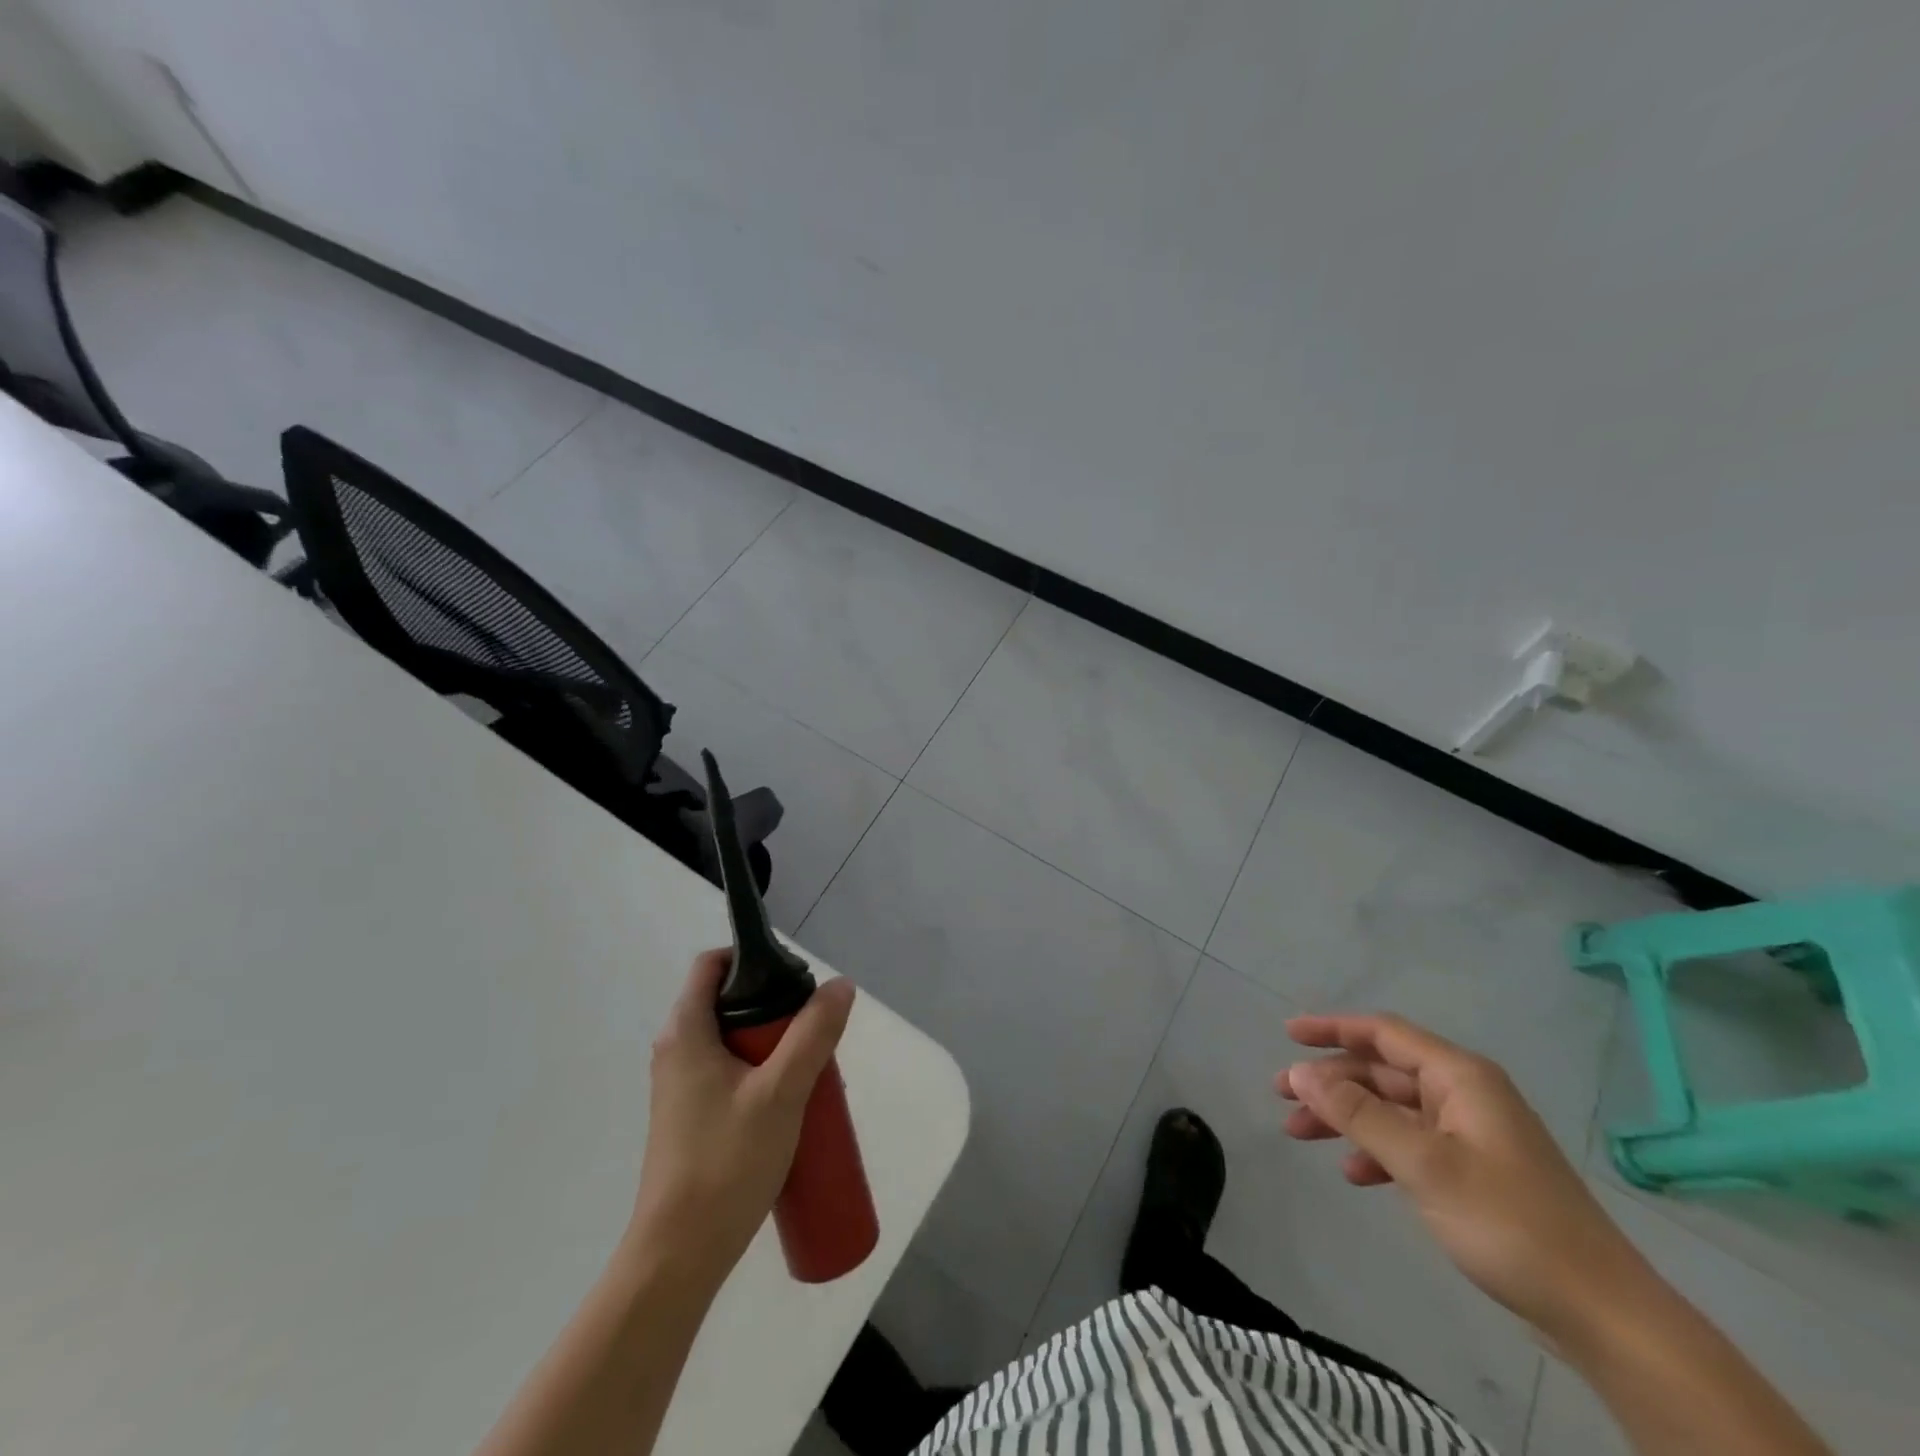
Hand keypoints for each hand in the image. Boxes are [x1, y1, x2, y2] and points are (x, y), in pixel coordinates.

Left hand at [626, 950, 855, 1287]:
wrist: (678, 1257)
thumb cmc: (725, 1163)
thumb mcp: (781, 1091)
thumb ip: (813, 1034)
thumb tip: (840, 985)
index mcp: (685, 1032)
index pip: (712, 965)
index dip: (752, 957)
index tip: (794, 978)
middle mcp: (676, 1051)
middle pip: (728, 1001)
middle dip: (776, 1007)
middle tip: (814, 1030)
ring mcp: (681, 1087)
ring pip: (733, 1041)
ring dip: (774, 1045)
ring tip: (811, 1070)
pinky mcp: (691, 1117)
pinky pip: (730, 1073)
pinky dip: (762, 1073)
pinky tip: (791, 1104)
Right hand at [1276, 1013, 1649, 1345]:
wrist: (1602, 1313)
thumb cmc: (1508, 1221)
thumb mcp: (1423, 1164)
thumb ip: (1357, 1115)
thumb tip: (1299, 1073)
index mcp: (1460, 1077)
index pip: (1384, 1033)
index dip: (1332, 1028)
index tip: (1287, 1034)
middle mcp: (1464, 1094)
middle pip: (1382, 1071)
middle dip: (1330, 1082)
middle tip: (1281, 1095)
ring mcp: (1471, 1133)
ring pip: (1391, 1109)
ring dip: (1346, 1118)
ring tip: (1300, 1133)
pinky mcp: (1474, 1171)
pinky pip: (1410, 1143)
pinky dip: (1377, 1151)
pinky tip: (1355, 1175)